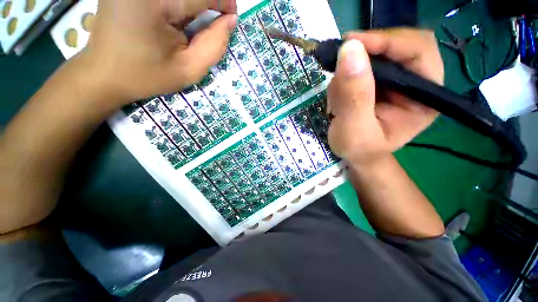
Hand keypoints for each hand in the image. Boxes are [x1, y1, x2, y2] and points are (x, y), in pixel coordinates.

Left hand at [80, 0, 237, 103]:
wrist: (105, 73)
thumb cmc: (147, 75)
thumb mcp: (189, 70)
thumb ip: (214, 46)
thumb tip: (229, 21)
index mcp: (155, 2)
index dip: (224, 2)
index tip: (231, 17)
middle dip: (209, 2)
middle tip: (214, 21)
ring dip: (193, 5)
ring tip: (191, 25)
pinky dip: (181, 5)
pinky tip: (176, 19)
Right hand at [327, 28, 443, 164]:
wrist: (355, 155)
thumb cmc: (359, 149)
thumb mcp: (354, 129)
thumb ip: (354, 95)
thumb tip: (349, 50)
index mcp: (425, 96)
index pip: (418, 50)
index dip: (387, 41)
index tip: (351, 44)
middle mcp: (416, 82)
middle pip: (396, 46)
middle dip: (365, 54)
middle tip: (339, 63)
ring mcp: (396, 80)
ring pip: (375, 54)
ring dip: (350, 69)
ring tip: (337, 97)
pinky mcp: (379, 82)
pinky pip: (361, 65)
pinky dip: (345, 76)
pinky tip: (339, 97)